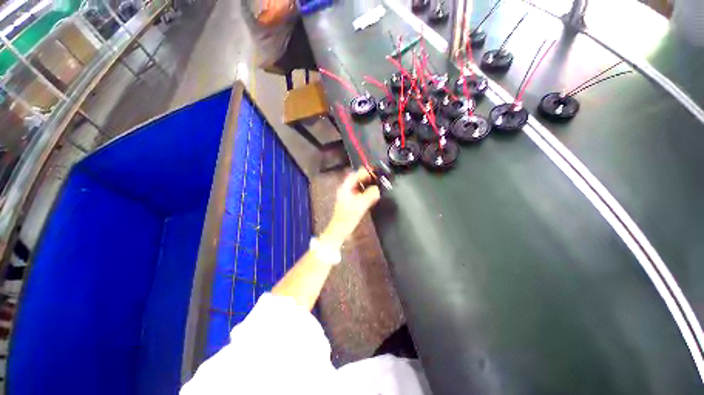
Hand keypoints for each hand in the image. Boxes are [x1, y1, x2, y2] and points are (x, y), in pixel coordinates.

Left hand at [320, 168, 380, 248]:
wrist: (340, 230)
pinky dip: (366, 192)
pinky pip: (360, 193)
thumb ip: (370, 195)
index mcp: (345, 187)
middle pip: (357, 179)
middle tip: (378, 179)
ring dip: (367, 185)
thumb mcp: (361, 204)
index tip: (375, 173)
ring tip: (377, 186)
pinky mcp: (351, 202)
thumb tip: (377, 189)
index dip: (365, 172)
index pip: (355, 174)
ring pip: (359, 186)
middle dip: (368, 178)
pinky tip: (372, 195)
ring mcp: (348, 196)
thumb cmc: (348, 217)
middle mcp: (346, 189)